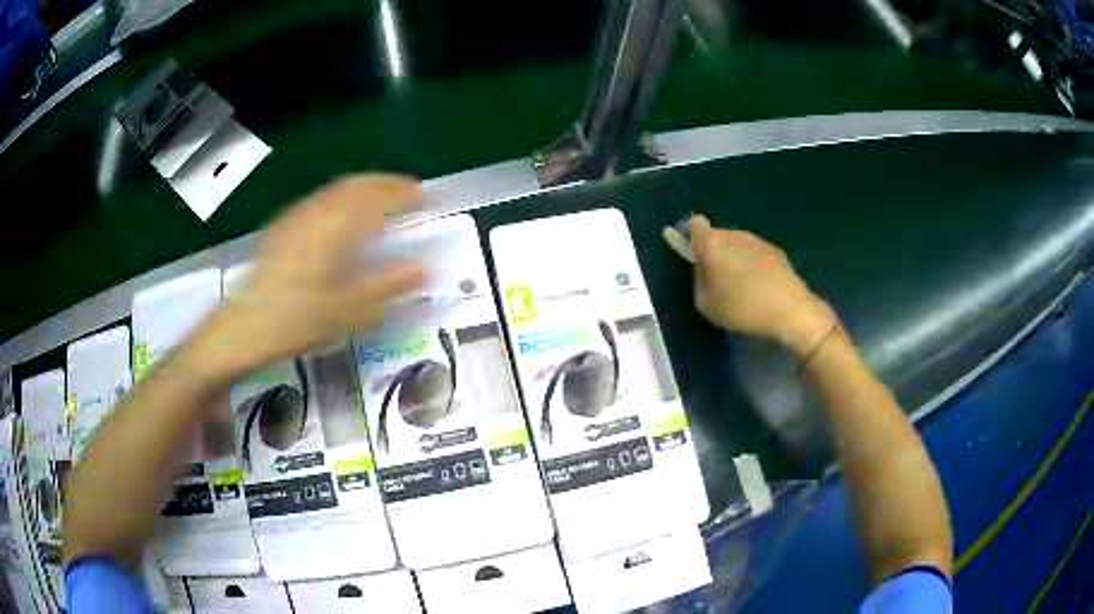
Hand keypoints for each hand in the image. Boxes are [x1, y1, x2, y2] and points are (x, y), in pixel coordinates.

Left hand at [190, 175, 424, 377]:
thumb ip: (388, 286)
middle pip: (357, 184)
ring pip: (336, 189)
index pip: (378, 197)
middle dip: (386, 183)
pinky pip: (319, 200)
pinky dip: (341, 198)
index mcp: (336, 229)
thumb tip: (423, 269)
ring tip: (380, 200)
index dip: (406, 193)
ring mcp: (296, 217)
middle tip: (408, 192)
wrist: (243, 328)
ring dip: (363, 188)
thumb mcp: (349, 312)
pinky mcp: (282, 227)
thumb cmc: (297, 321)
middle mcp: (316, 213)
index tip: (427, 195)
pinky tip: (340, 218)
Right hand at [690, 214, 834, 355]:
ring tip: (739, 286)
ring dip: (734, 258)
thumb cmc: (742, 307)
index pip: (694, 225)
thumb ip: (698, 280)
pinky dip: (752, 265)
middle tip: (715, 278)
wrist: (790, 310)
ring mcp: (756, 240)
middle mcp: (733, 234)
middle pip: (715, 236)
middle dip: (713, 251)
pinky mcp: (775, 250)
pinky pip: (754, 254)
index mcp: (712, 244)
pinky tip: (759, 287)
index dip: (690, 236)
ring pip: (736, 244)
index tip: (692, 254)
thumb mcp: (706, 304)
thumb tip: (702, 267)